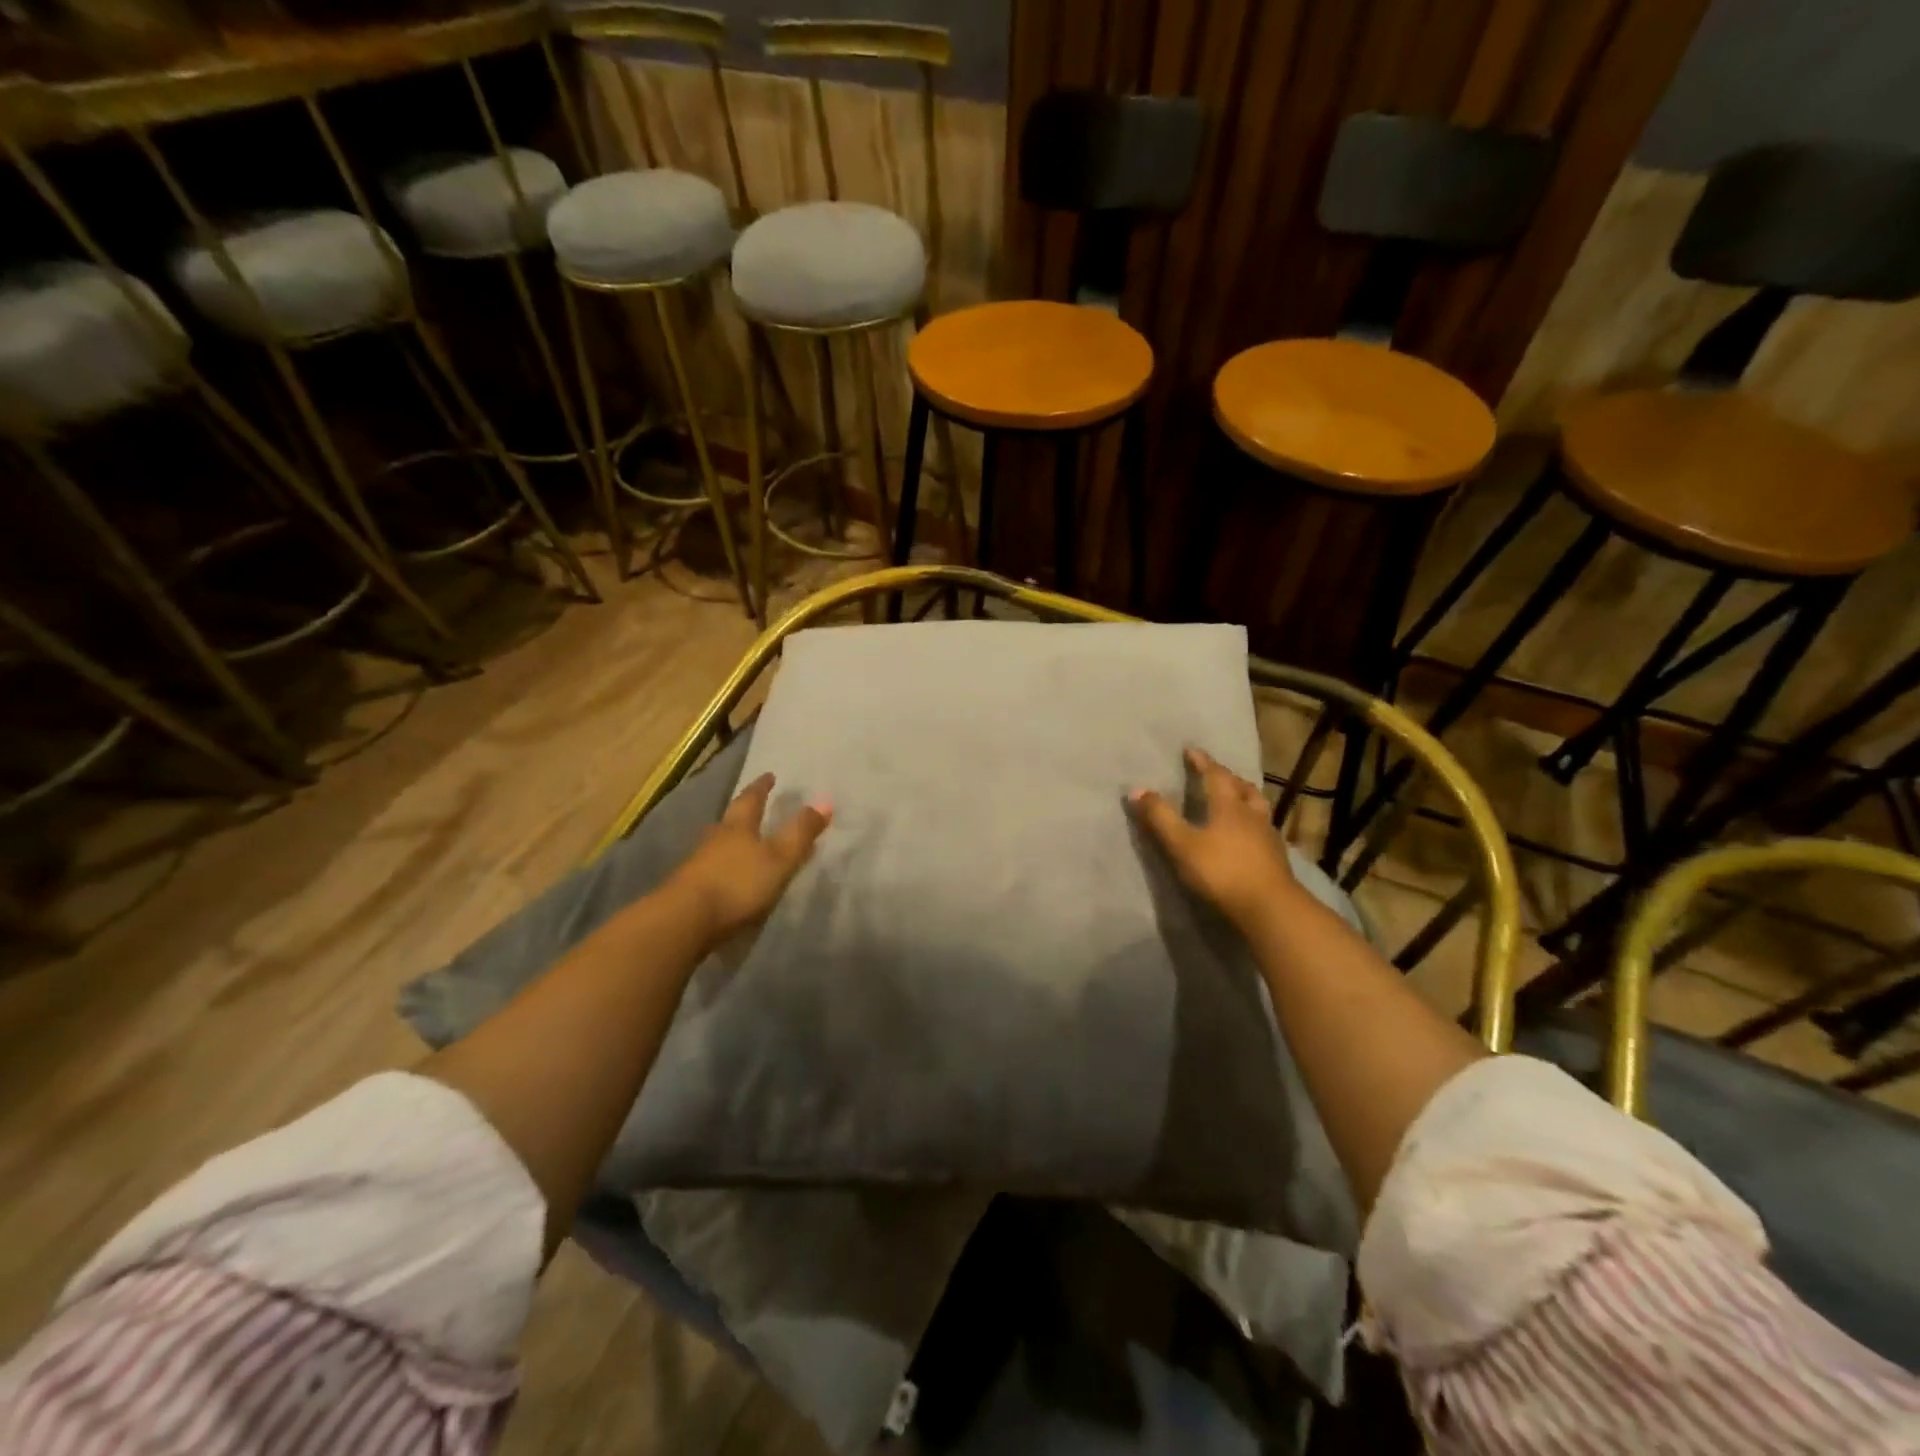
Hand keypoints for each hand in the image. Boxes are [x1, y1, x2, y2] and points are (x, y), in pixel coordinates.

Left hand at [669, 773, 831, 943]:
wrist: (685, 921)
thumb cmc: (738, 883)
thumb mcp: (779, 858)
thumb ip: (801, 833)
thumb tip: (825, 801)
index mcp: (738, 827)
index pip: (751, 800)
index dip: (761, 788)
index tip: (769, 776)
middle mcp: (715, 840)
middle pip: (730, 821)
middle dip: (743, 814)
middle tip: (754, 808)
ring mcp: (698, 865)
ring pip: (718, 845)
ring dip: (731, 842)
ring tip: (744, 844)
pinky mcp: (689, 890)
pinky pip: (711, 870)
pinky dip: (724, 869)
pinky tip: (729, 878)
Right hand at [1130, 747, 1298, 930]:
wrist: (1269, 907)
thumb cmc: (1222, 871)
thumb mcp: (1182, 844)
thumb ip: (1160, 818)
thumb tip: (1137, 789)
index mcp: (1229, 806)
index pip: (1216, 775)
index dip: (1203, 762)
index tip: (1192, 750)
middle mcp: (1252, 814)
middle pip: (1243, 788)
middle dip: (1228, 778)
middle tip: (1216, 774)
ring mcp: (1268, 836)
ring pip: (1258, 807)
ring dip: (1246, 798)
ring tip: (1235, 801)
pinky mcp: (1276, 858)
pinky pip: (1264, 829)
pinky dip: (1253, 824)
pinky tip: (1247, 835)